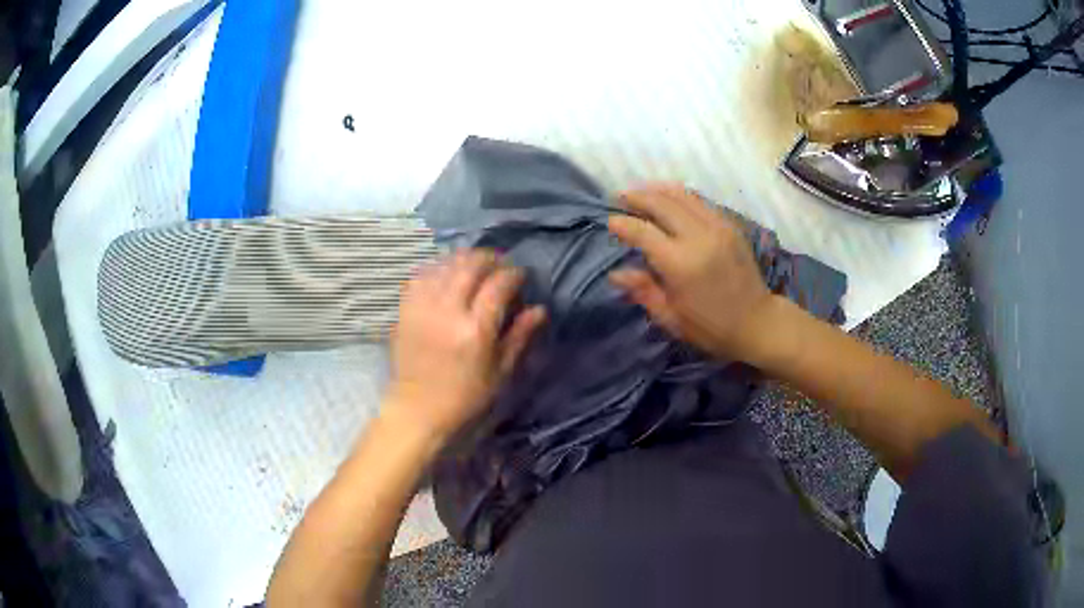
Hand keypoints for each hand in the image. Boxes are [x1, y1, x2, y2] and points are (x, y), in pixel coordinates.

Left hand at [386, 250, 545, 442]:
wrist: (417, 410)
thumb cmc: (465, 397)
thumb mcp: (500, 372)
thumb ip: (520, 336)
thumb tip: (539, 309)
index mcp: (475, 330)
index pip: (498, 285)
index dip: (513, 274)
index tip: (521, 275)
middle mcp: (447, 311)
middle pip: (470, 266)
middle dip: (489, 258)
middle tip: (500, 264)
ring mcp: (422, 308)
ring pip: (444, 265)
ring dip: (463, 259)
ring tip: (475, 265)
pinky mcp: (404, 310)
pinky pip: (420, 275)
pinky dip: (437, 268)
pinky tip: (446, 274)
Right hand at [607, 184, 774, 360]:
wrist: (756, 322)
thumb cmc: (710, 327)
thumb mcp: (671, 317)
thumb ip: (643, 290)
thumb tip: (615, 273)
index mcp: (680, 263)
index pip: (643, 232)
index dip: (623, 224)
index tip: (610, 222)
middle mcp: (698, 237)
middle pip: (661, 204)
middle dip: (637, 197)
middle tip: (619, 198)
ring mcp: (717, 227)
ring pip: (682, 195)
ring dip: (657, 190)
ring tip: (641, 191)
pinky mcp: (729, 226)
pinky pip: (700, 201)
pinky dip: (680, 195)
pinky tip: (669, 198)